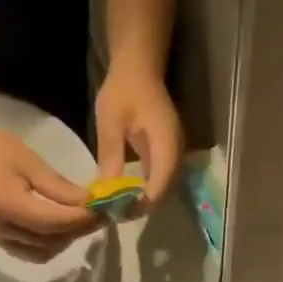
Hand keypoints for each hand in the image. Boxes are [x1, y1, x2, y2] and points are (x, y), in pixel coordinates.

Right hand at [0, 118, 95, 261]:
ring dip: (63, 241)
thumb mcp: (29, 161)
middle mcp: (1, 230)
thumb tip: (88, 202)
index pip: (55, 223)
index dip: (82, 219)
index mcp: (9, 207)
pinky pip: (26, 251)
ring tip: (80, 221)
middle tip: (99, 215)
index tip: (104, 209)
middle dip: (77, 231)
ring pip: (40, 252)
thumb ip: (59, 187)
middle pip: (50, 241)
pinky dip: (47, 244)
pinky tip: (58, 227)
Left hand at [94, 63, 183, 209]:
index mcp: (166, 141)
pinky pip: (161, 175)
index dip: (144, 202)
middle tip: (117, 214)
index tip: (121, 212)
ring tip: (120, 207)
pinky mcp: (167, 150)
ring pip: (165, 184)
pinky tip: (126, 192)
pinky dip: (146, 187)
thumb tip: (106, 192)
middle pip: (166, 188)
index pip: (161, 182)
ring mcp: (174, 150)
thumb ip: (111, 158)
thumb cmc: (123, 91)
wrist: (138, 67)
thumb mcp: (110, 124)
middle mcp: (176, 149)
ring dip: (145, 198)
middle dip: (144, 205)